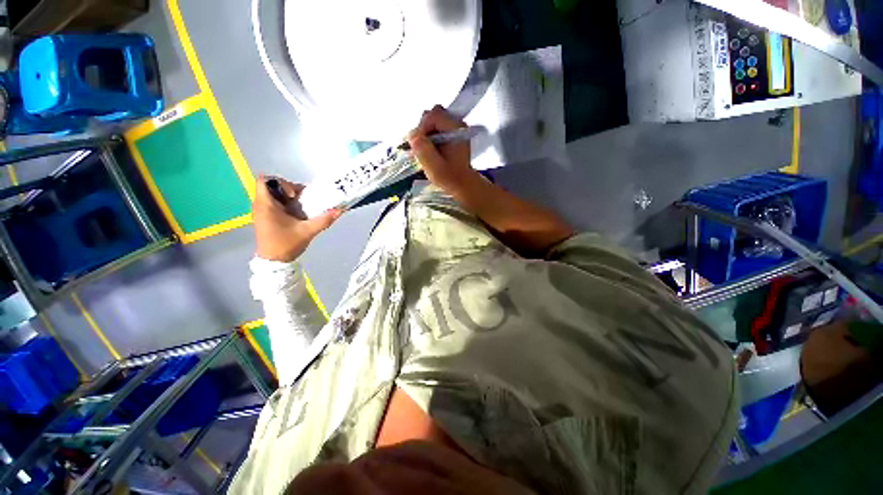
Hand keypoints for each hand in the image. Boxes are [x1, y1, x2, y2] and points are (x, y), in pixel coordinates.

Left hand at [252, 176, 341, 261]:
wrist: (273, 262)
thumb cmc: (286, 244)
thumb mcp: (308, 231)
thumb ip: (323, 220)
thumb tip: (338, 210)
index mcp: (266, 205)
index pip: (265, 180)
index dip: (281, 183)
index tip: (295, 195)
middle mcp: (260, 205)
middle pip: (270, 186)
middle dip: (289, 190)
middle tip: (302, 200)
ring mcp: (261, 212)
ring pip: (272, 195)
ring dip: (288, 198)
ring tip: (301, 207)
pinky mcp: (265, 218)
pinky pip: (274, 204)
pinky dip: (285, 205)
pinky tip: (296, 215)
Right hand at [407, 105, 478, 193]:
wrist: (462, 183)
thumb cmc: (450, 177)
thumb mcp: (434, 168)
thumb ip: (423, 150)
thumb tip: (412, 135)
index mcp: (456, 129)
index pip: (433, 115)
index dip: (421, 127)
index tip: (417, 144)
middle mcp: (456, 123)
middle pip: (431, 115)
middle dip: (422, 130)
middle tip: (420, 149)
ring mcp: (453, 127)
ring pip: (431, 121)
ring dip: (424, 135)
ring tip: (424, 152)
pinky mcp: (449, 133)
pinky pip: (433, 128)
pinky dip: (427, 137)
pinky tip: (428, 151)